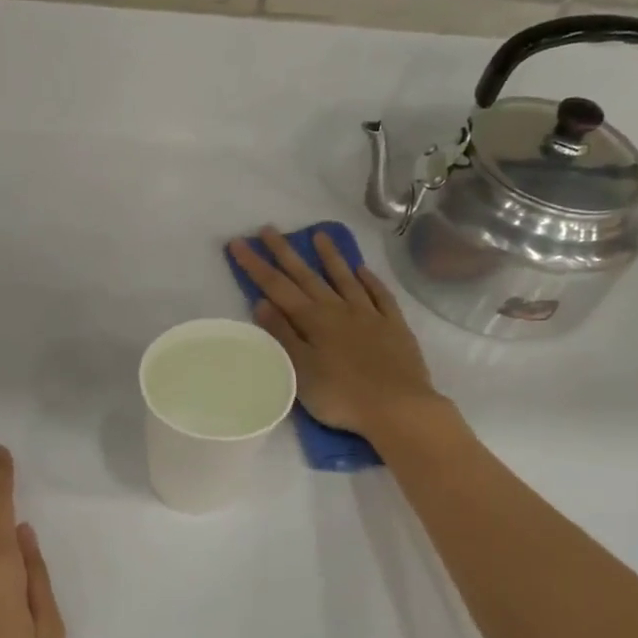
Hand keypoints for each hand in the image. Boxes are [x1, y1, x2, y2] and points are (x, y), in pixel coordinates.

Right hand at [228, 227, 441, 437]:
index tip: (238, 242)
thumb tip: (262, 302)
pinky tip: (363, 270)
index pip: (277, 287)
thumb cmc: (341, 396)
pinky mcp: (394, 326)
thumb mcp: (300, 371)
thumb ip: (282, 335)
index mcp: (313, 320)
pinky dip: (370, 280)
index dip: (256, 265)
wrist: (399, 408)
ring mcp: (370, 315)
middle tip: (269, 229)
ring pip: (345, 278)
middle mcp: (340, 310)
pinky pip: (380, 295)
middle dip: (286, 252)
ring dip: (331, 257)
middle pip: (308, 276)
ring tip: (320, 235)